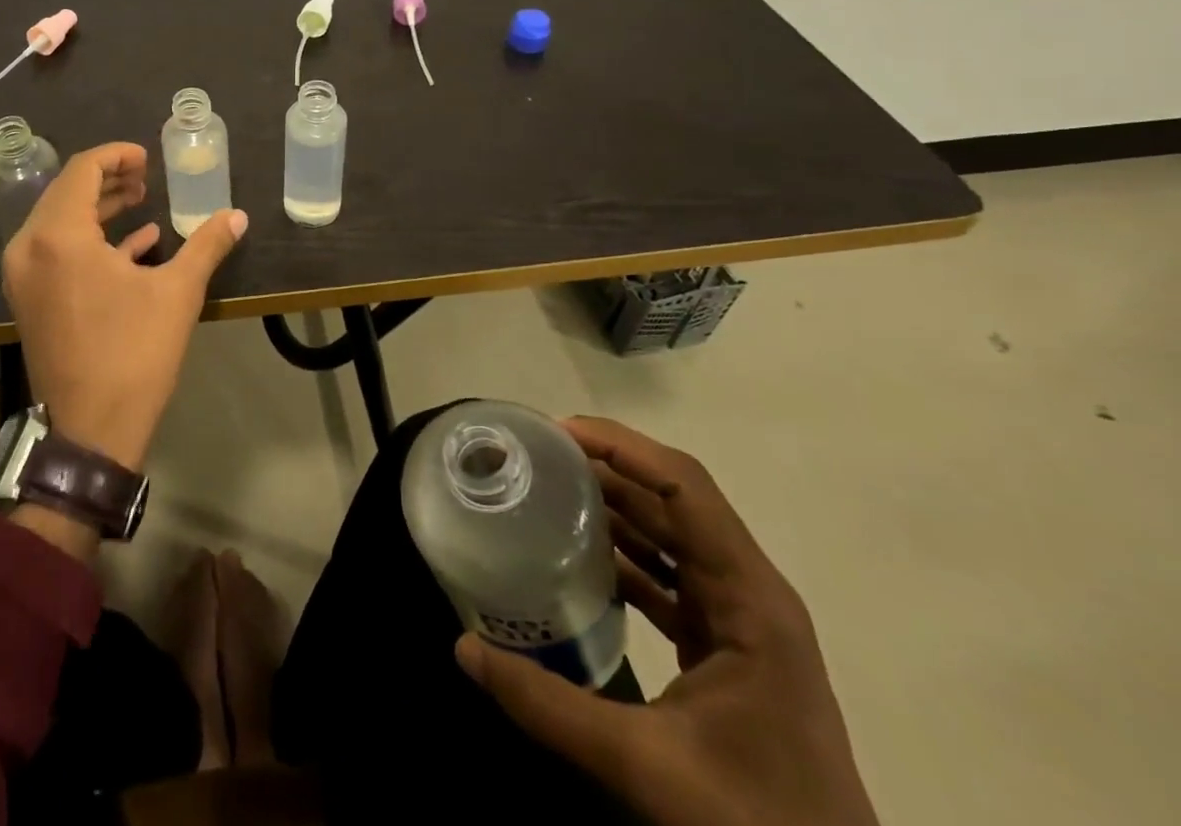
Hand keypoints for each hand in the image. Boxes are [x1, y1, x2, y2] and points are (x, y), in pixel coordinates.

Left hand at [2, 142, 245, 471]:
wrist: (90, 432)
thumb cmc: (133, 354)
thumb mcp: (177, 293)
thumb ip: (206, 245)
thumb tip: (237, 215)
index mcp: (59, 236)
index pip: (82, 170)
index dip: (116, 156)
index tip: (148, 158)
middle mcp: (30, 248)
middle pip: (67, 192)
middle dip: (109, 180)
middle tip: (147, 178)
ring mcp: (24, 276)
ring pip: (60, 222)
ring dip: (100, 208)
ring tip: (142, 202)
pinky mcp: (30, 300)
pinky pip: (57, 252)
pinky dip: (91, 240)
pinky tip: (136, 245)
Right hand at [455, 418, 878, 825]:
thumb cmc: (756, 824)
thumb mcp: (644, 766)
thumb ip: (547, 705)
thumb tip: (464, 649)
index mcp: (749, 598)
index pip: (684, 486)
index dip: (621, 446)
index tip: (555, 433)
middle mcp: (749, 594)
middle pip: (673, 500)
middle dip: (605, 468)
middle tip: (535, 457)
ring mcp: (741, 622)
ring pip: (671, 535)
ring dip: (613, 507)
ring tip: (545, 490)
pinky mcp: (726, 648)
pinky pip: (669, 575)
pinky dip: (625, 554)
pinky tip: (577, 558)